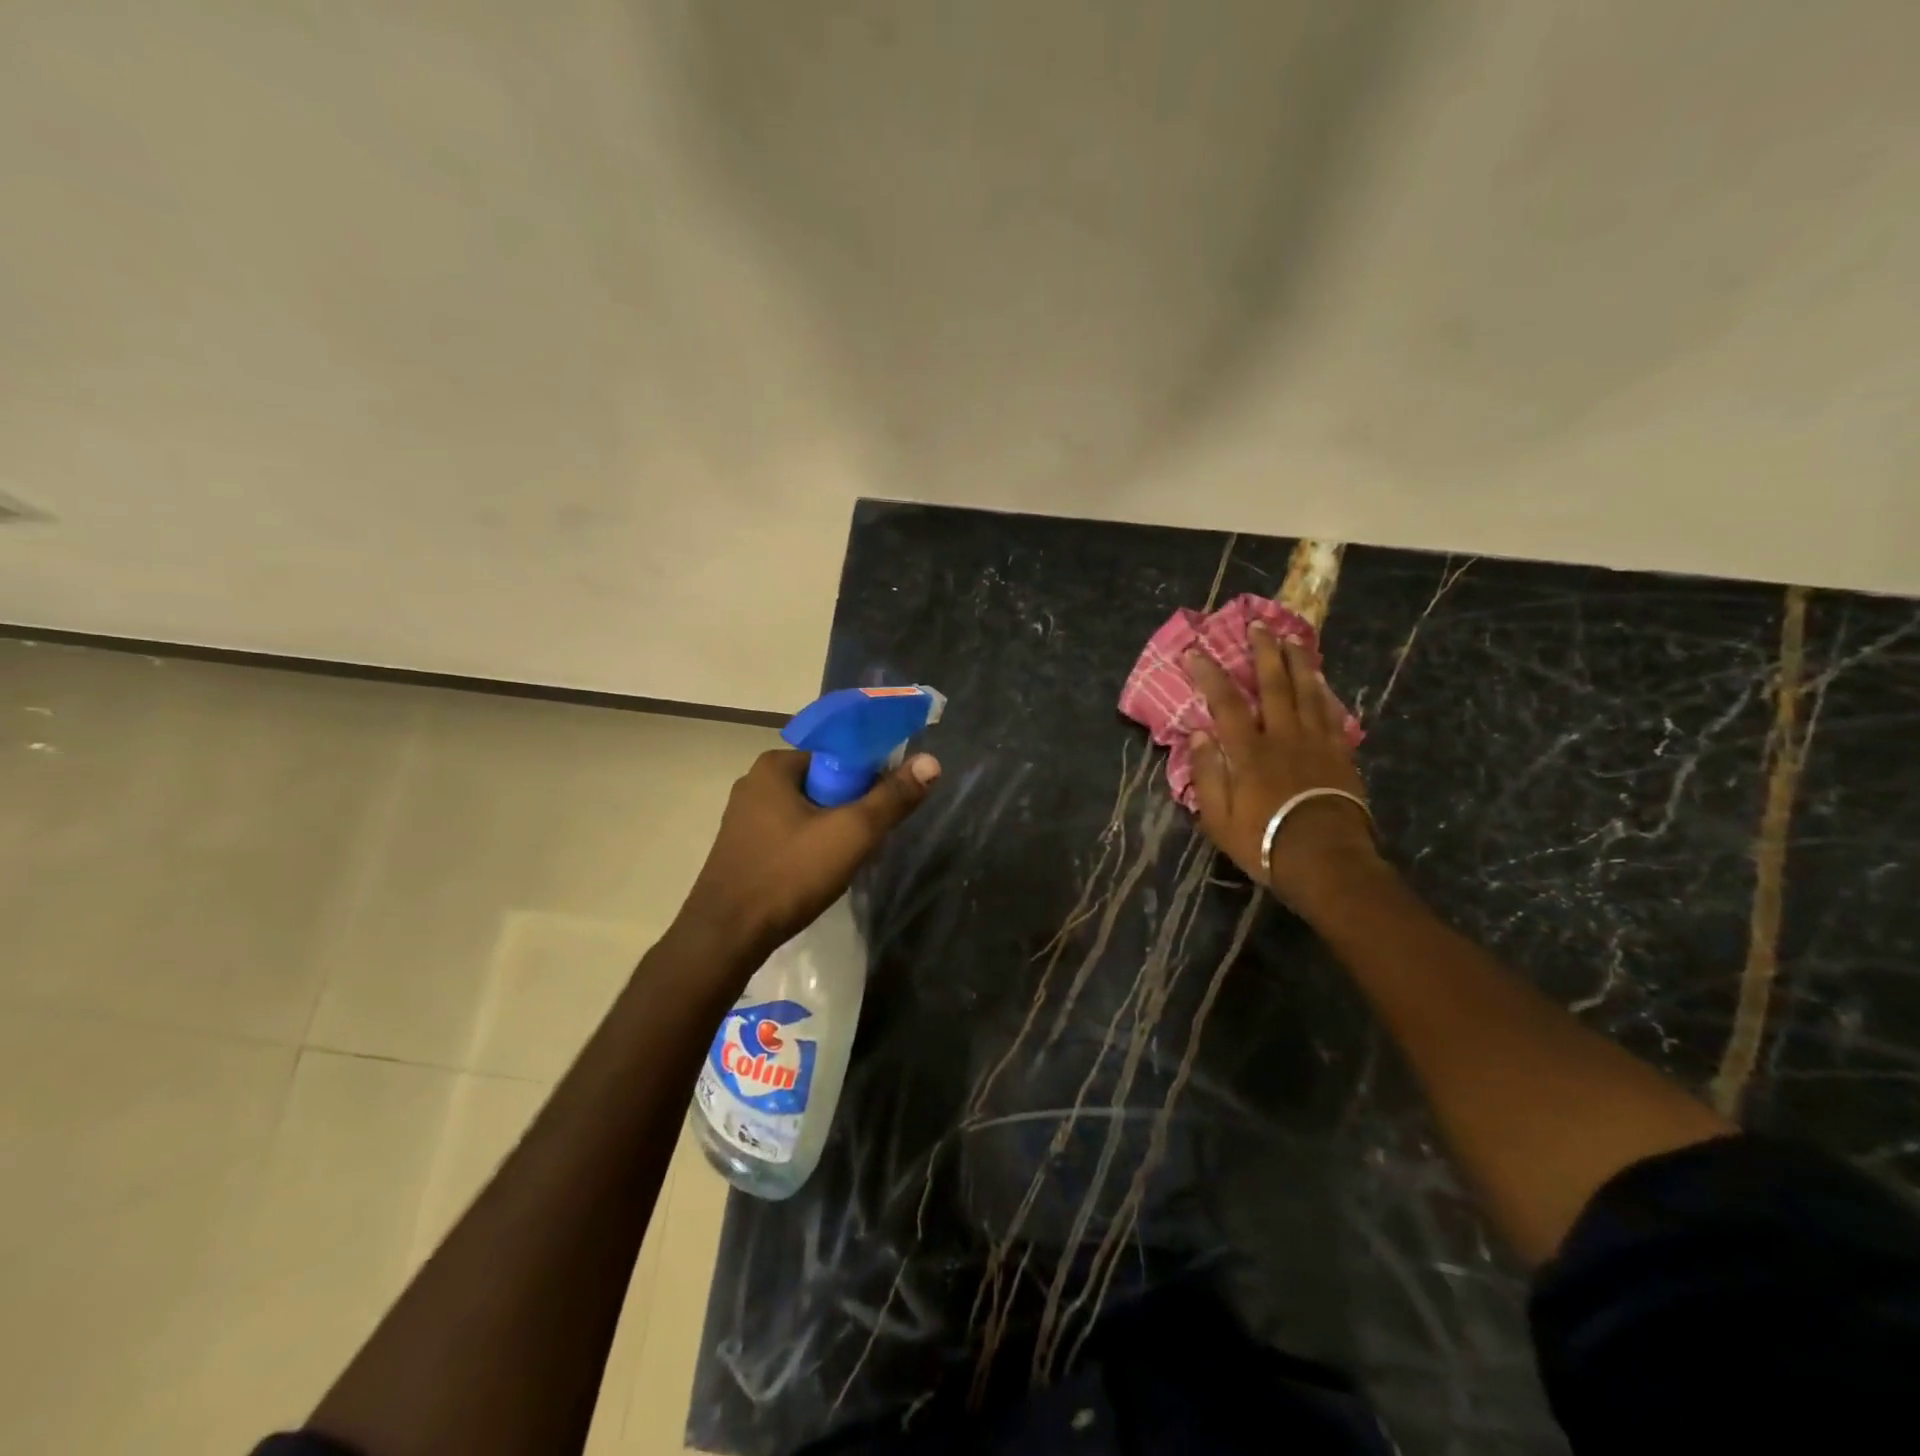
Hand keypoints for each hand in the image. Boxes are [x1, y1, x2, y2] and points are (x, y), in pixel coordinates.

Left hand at [678, 748, 939, 960]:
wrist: (726, 938)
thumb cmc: (789, 875)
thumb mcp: (852, 833)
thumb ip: (893, 797)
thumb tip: (931, 762)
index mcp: (774, 766)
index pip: (838, 755)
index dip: (868, 777)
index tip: (883, 808)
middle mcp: (754, 783)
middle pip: (823, 783)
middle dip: (850, 808)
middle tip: (867, 840)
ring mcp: (743, 819)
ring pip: (806, 812)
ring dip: (831, 831)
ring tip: (845, 861)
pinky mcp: (740, 849)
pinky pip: (788, 835)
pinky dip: (809, 848)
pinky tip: (817, 875)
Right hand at [1186, 624, 1381, 910]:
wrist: (1325, 860)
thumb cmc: (1264, 842)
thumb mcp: (1219, 818)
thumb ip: (1207, 774)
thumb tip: (1198, 733)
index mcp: (1248, 751)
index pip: (1225, 702)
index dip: (1209, 674)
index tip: (1195, 651)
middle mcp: (1282, 736)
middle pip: (1273, 684)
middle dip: (1263, 652)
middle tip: (1258, 625)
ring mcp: (1316, 742)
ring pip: (1306, 691)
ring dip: (1297, 662)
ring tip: (1291, 639)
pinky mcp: (1340, 754)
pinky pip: (1331, 713)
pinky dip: (1323, 692)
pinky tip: (1320, 679)